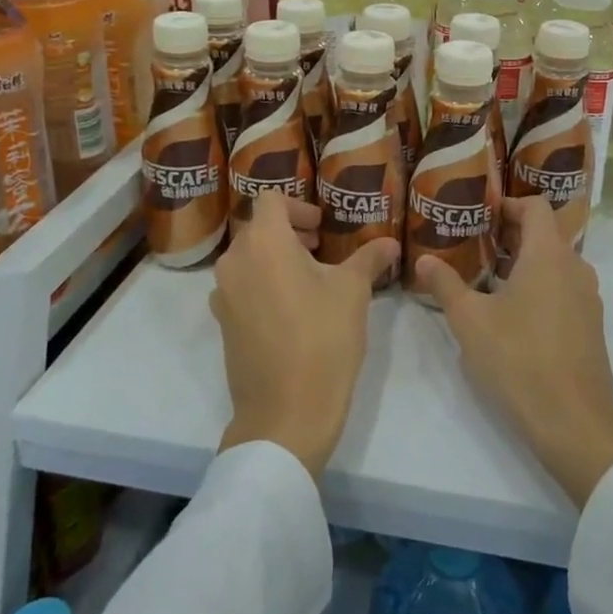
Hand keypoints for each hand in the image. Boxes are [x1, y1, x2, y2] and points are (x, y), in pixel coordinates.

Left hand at [210, 191, 399, 477]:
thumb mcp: (353, 292)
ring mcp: (223, 294)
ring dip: (276, 259)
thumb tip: (390, 243)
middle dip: (290, 233)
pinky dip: (263, 285)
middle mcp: (235, 261)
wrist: (286, 413)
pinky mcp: (222, 323)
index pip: (271, 200)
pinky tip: (292, 311)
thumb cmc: (323, 339)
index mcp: (264, 242)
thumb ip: (369, 258)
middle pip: (258, 229)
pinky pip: (242, 288)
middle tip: (322, 250)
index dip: (299, 207)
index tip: (322, 229)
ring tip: (310, 281)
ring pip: (248, 259)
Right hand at [417, 197, 612, 508]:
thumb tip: (423, 259)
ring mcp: (588, 297)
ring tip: (488, 277)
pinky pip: (564, 288)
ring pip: (555, 263)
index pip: (535, 206)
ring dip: (524, 262)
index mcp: (548, 254)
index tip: (480, 212)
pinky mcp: (590, 325)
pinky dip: (540, 285)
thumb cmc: (519, 359)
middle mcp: (575, 267)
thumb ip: (445, 284)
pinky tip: (513, 313)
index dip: (508, 203)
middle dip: (510, 234)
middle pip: (545, 233)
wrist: (575, 421)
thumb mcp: (470, 321)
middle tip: (474, 244)